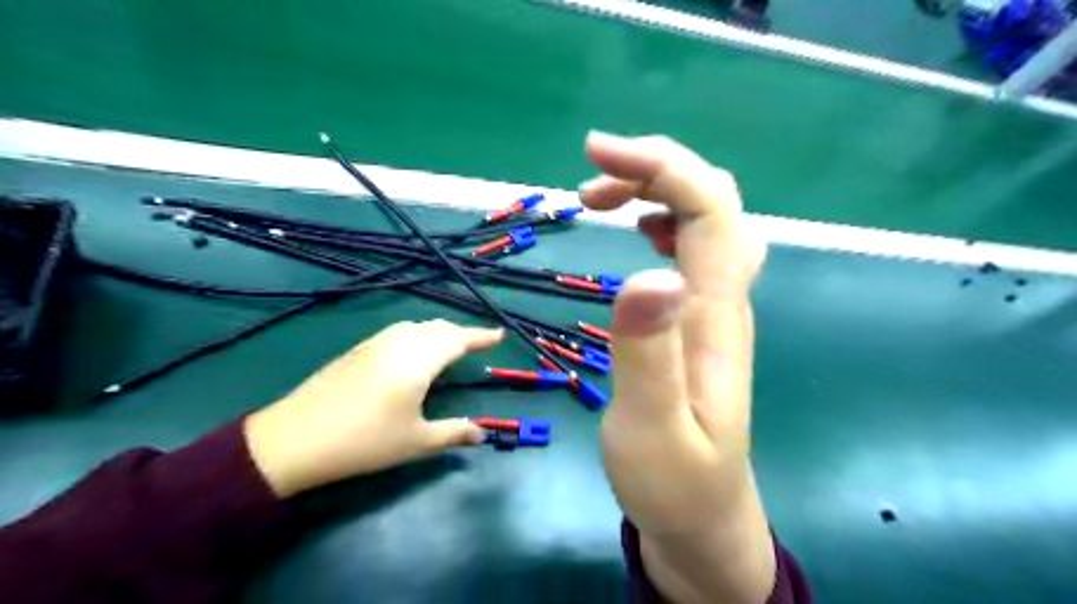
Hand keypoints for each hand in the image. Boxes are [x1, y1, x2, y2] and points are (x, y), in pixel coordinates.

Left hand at [244, 319, 500, 497]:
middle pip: (438, 328)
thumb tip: (481, 434)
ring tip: (449, 345)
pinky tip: (412, 351)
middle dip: (461, 333)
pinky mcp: (357, 350)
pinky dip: (416, 334)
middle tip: (477, 344)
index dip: (480, 336)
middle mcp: (399, 344)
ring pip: (416, 326)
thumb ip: (453, 433)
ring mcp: (375, 344)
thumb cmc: (364, 441)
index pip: (457, 339)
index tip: (499, 334)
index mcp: (418, 361)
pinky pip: (397, 332)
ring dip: (438, 331)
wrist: (294, 439)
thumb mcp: (415, 442)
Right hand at [580, 133, 774, 603]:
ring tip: (600, 199)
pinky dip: (663, 221)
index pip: (709, 209)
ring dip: (657, 191)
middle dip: (656, 168)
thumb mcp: (652, 427)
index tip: (596, 152)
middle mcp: (722, 299)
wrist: (702, 516)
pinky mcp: (698, 321)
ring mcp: (713, 309)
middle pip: (714, 202)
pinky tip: (638, 231)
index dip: (661, 166)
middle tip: (591, 178)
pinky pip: (694, 249)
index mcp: (713, 315)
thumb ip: (650, 354)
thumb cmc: (674, 480)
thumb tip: (652, 271)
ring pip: (706, 221)